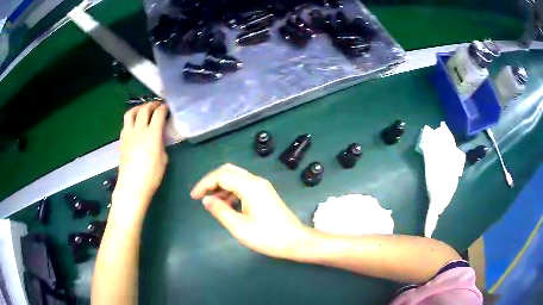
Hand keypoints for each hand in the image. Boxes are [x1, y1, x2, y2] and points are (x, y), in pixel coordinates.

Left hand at [112, 102, 168, 213]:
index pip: (159, 113)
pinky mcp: (122, 140)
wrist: (132, 186)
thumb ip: (161, 143)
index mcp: (153, 134)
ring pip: (131, 113)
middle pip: (144, 109)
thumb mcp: (163, 158)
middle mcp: (139, 129)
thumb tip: (159, 137)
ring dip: (138, 108)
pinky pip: (126, 124)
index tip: (167, 107)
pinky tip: (135, 125)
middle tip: (157, 105)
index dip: (164, 108)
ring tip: (143, 110)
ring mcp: (128, 134)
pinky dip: (132, 119)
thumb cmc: (151, 176)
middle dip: (152, 104)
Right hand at [191, 164, 310, 259]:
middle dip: (212, 181)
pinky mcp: (265, 193)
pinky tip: (227, 205)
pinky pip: (243, 185)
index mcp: (249, 186)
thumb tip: (206, 199)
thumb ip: (220, 211)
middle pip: (228, 171)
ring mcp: (262, 186)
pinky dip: (231, 191)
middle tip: (201, 195)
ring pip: (236, 177)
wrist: (296, 241)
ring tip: (212, 203)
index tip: (193, 196)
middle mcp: (256, 181)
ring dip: (221, 186)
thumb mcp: (239, 227)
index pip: (221, 175)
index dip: (204, 183)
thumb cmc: (268, 236)